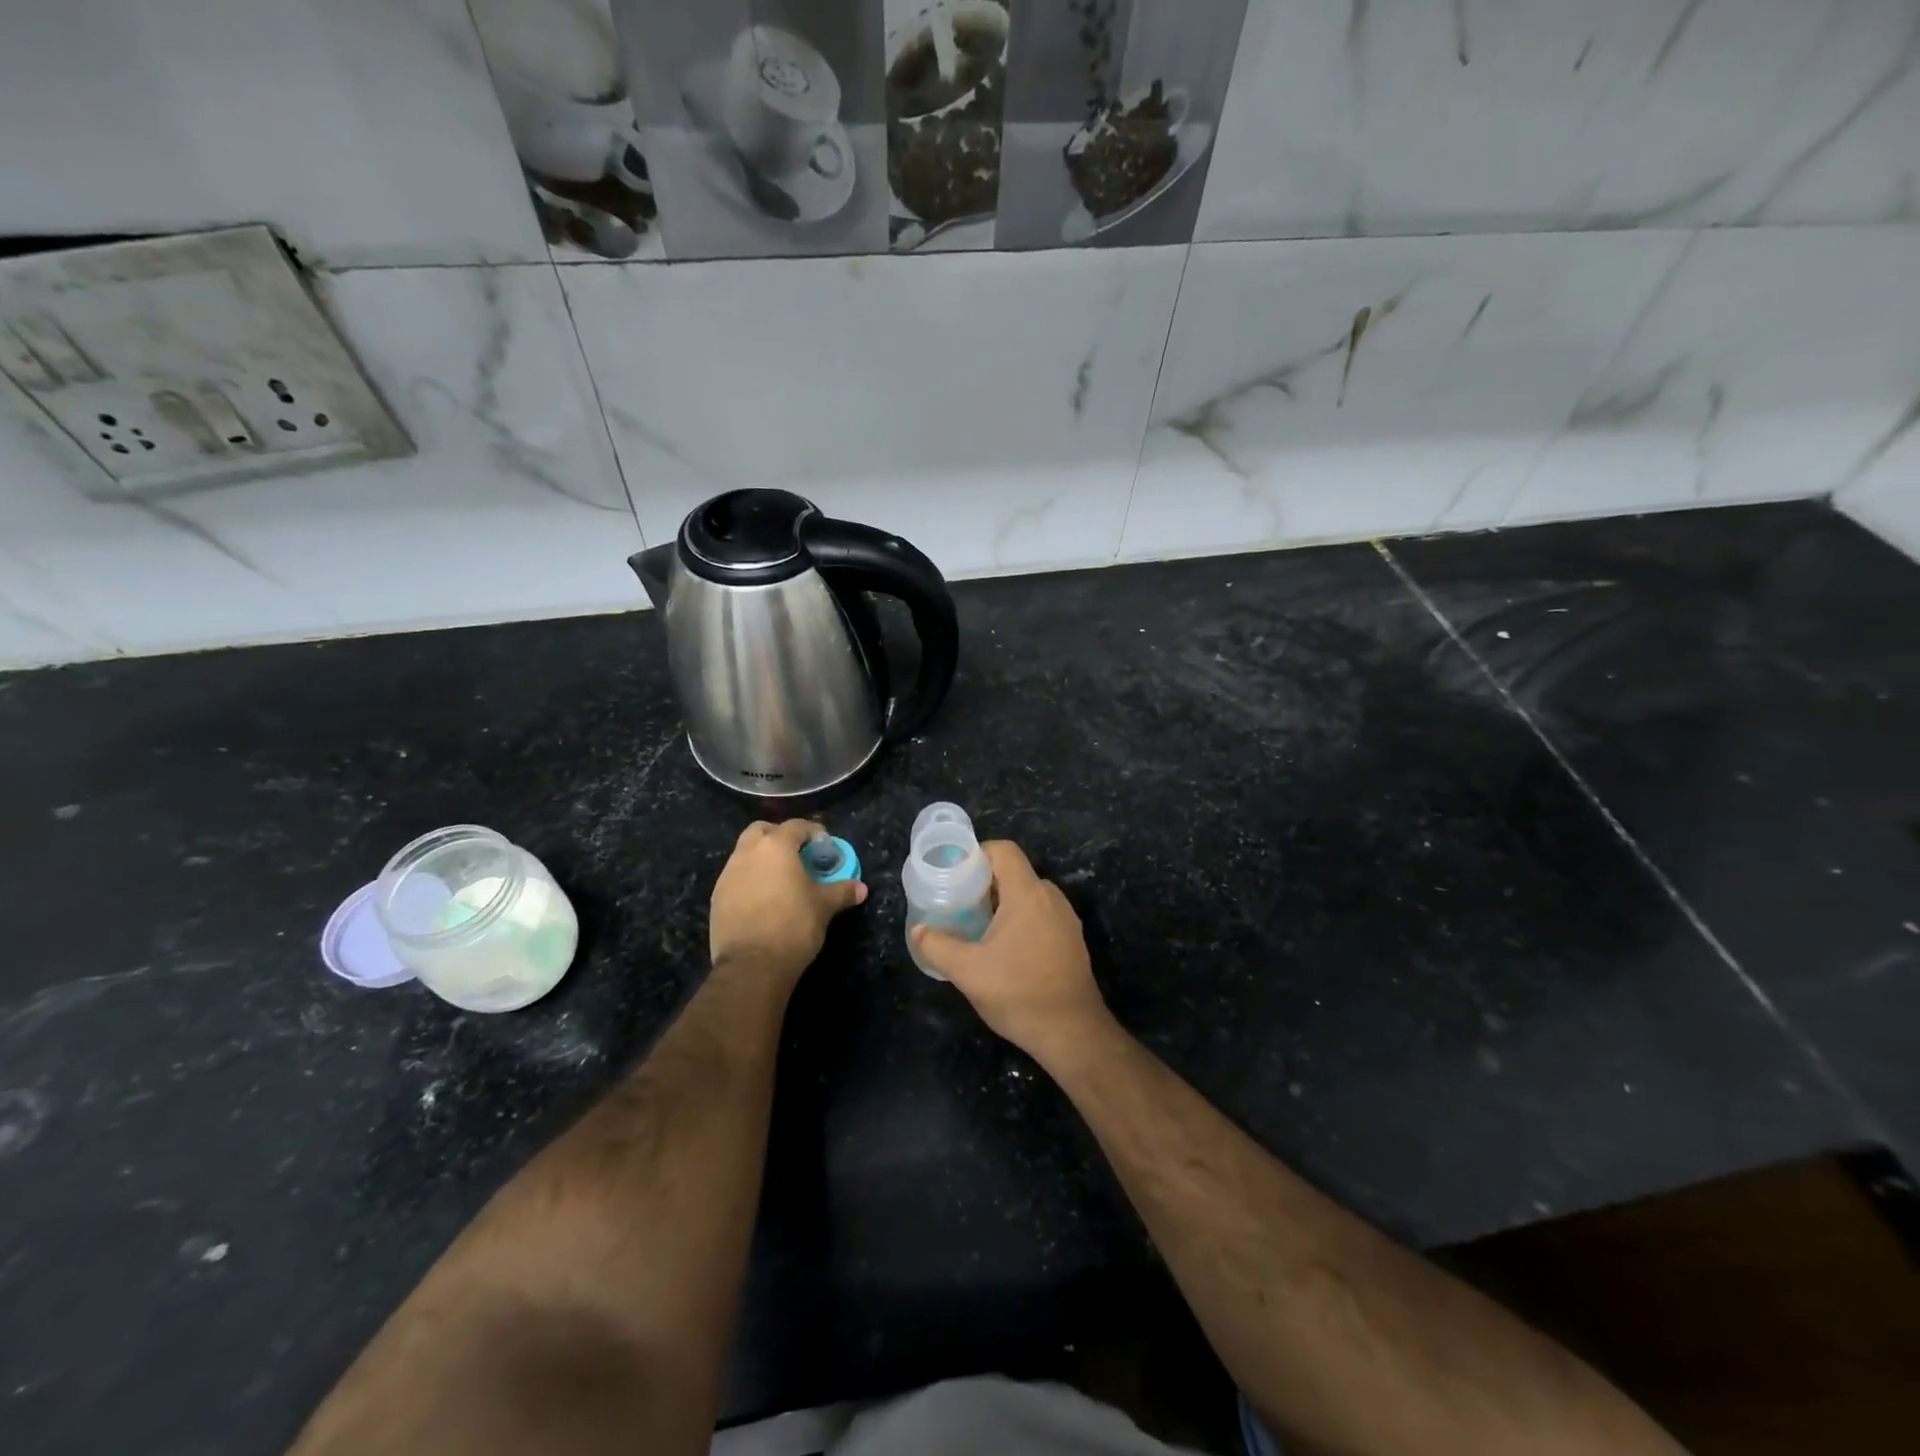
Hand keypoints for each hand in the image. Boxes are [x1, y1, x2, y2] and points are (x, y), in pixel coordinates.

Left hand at [710, 820, 866, 985]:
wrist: (751, 965)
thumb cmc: (794, 925)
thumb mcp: (824, 907)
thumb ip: (842, 892)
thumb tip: (862, 888)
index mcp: (775, 847)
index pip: (796, 826)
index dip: (813, 832)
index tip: (824, 846)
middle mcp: (747, 853)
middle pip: (762, 830)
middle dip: (779, 836)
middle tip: (798, 855)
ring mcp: (727, 875)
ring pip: (745, 853)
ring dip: (762, 858)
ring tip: (781, 879)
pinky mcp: (717, 897)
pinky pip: (736, 877)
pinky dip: (750, 879)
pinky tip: (764, 899)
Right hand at [911, 840, 1111, 1063]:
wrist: (1072, 1033)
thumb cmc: (1019, 993)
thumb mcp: (967, 971)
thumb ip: (938, 946)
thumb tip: (919, 931)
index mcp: (1028, 894)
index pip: (1004, 851)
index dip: (977, 854)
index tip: (955, 875)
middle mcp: (1051, 898)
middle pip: (1014, 873)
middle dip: (984, 884)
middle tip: (958, 905)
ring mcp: (1066, 920)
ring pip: (1028, 897)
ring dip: (1002, 905)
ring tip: (977, 928)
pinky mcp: (1072, 941)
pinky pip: (1041, 916)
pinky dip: (1020, 922)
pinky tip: (1004, 952)